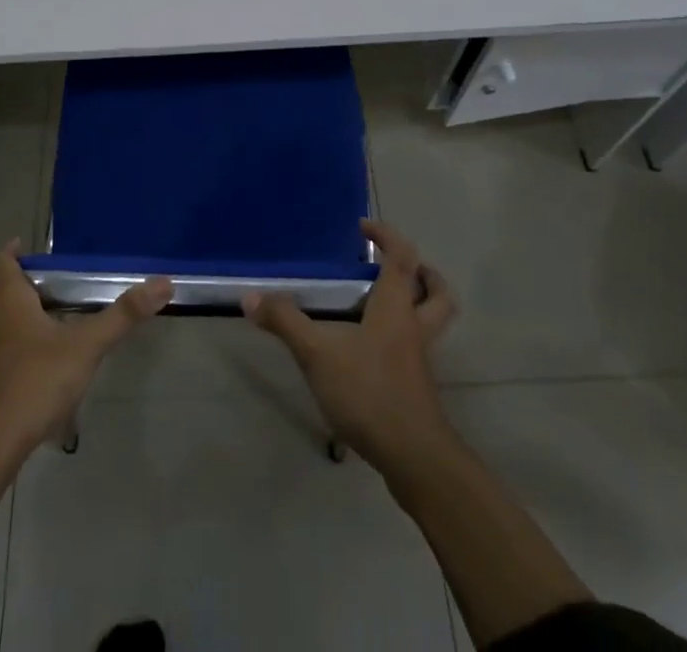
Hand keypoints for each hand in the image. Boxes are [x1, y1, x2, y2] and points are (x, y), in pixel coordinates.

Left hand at [0, 240, 171, 460]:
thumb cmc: (33, 382)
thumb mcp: (86, 346)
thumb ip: (122, 316)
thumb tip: (163, 283)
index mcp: (6, 299)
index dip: (11, 252)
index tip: (28, 250)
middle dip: (3, 279)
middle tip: (34, 281)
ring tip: (32, 317)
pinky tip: (27, 362)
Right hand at [243, 219, 456, 470]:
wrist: (414, 458)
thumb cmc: (369, 393)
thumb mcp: (318, 355)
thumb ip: (286, 323)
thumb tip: (250, 297)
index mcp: (396, 307)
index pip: (402, 257)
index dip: (387, 236)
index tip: (363, 227)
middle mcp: (414, 327)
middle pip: (436, 291)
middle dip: (423, 273)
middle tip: (396, 267)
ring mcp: (419, 360)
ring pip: (433, 321)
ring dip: (418, 304)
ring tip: (384, 304)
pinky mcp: (417, 388)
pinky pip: (417, 350)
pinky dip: (403, 339)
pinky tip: (371, 351)